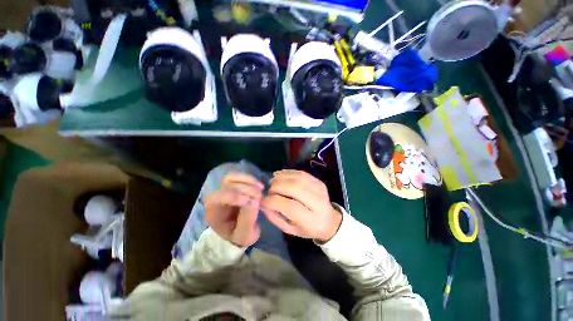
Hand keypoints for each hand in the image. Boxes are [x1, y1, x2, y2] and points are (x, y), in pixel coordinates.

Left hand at [205, 173, 263, 247]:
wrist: (240, 231)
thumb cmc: (239, 236)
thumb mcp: (244, 235)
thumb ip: (247, 220)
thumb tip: (254, 201)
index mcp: (213, 213)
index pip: (216, 198)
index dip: (234, 196)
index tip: (252, 201)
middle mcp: (215, 198)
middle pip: (226, 186)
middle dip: (246, 190)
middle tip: (261, 197)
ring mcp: (224, 189)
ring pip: (231, 178)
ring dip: (248, 181)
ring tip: (261, 189)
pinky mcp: (233, 185)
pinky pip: (238, 176)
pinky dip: (250, 179)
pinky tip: (260, 185)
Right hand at [261, 170, 341, 242]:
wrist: (328, 220)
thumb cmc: (307, 228)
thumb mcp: (290, 230)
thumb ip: (275, 217)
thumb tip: (263, 202)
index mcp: (311, 220)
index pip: (291, 206)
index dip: (274, 201)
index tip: (263, 200)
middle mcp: (318, 202)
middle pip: (295, 188)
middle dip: (277, 187)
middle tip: (268, 190)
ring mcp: (320, 189)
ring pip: (298, 178)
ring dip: (281, 178)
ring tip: (272, 182)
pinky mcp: (318, 181)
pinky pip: (301, 173)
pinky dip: (287, 172)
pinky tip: (279, 175)